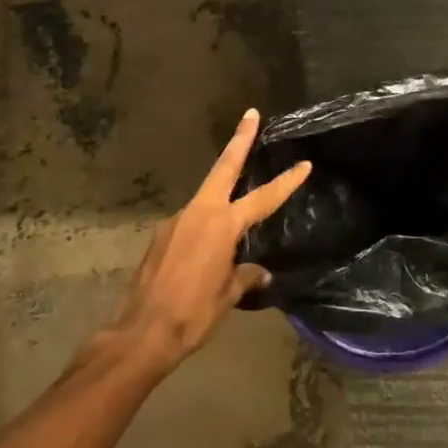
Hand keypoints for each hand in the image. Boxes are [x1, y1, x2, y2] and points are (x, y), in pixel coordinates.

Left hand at [107, 109, 310, 367]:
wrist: (142, 332)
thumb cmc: (193, 313)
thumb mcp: (228, 295)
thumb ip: (246, 276)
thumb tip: (260, 273)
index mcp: (222, 225)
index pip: (263, 198)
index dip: (286, 182)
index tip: (304, 164)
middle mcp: (198, 213)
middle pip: (223, 168)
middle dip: (239, 140)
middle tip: (250, 115)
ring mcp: (175, 221)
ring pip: (205, 199)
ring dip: (220, 197)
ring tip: (232, 223)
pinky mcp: (160, 236)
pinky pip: (189, 223)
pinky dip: (202, 228)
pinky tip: (203, 252)